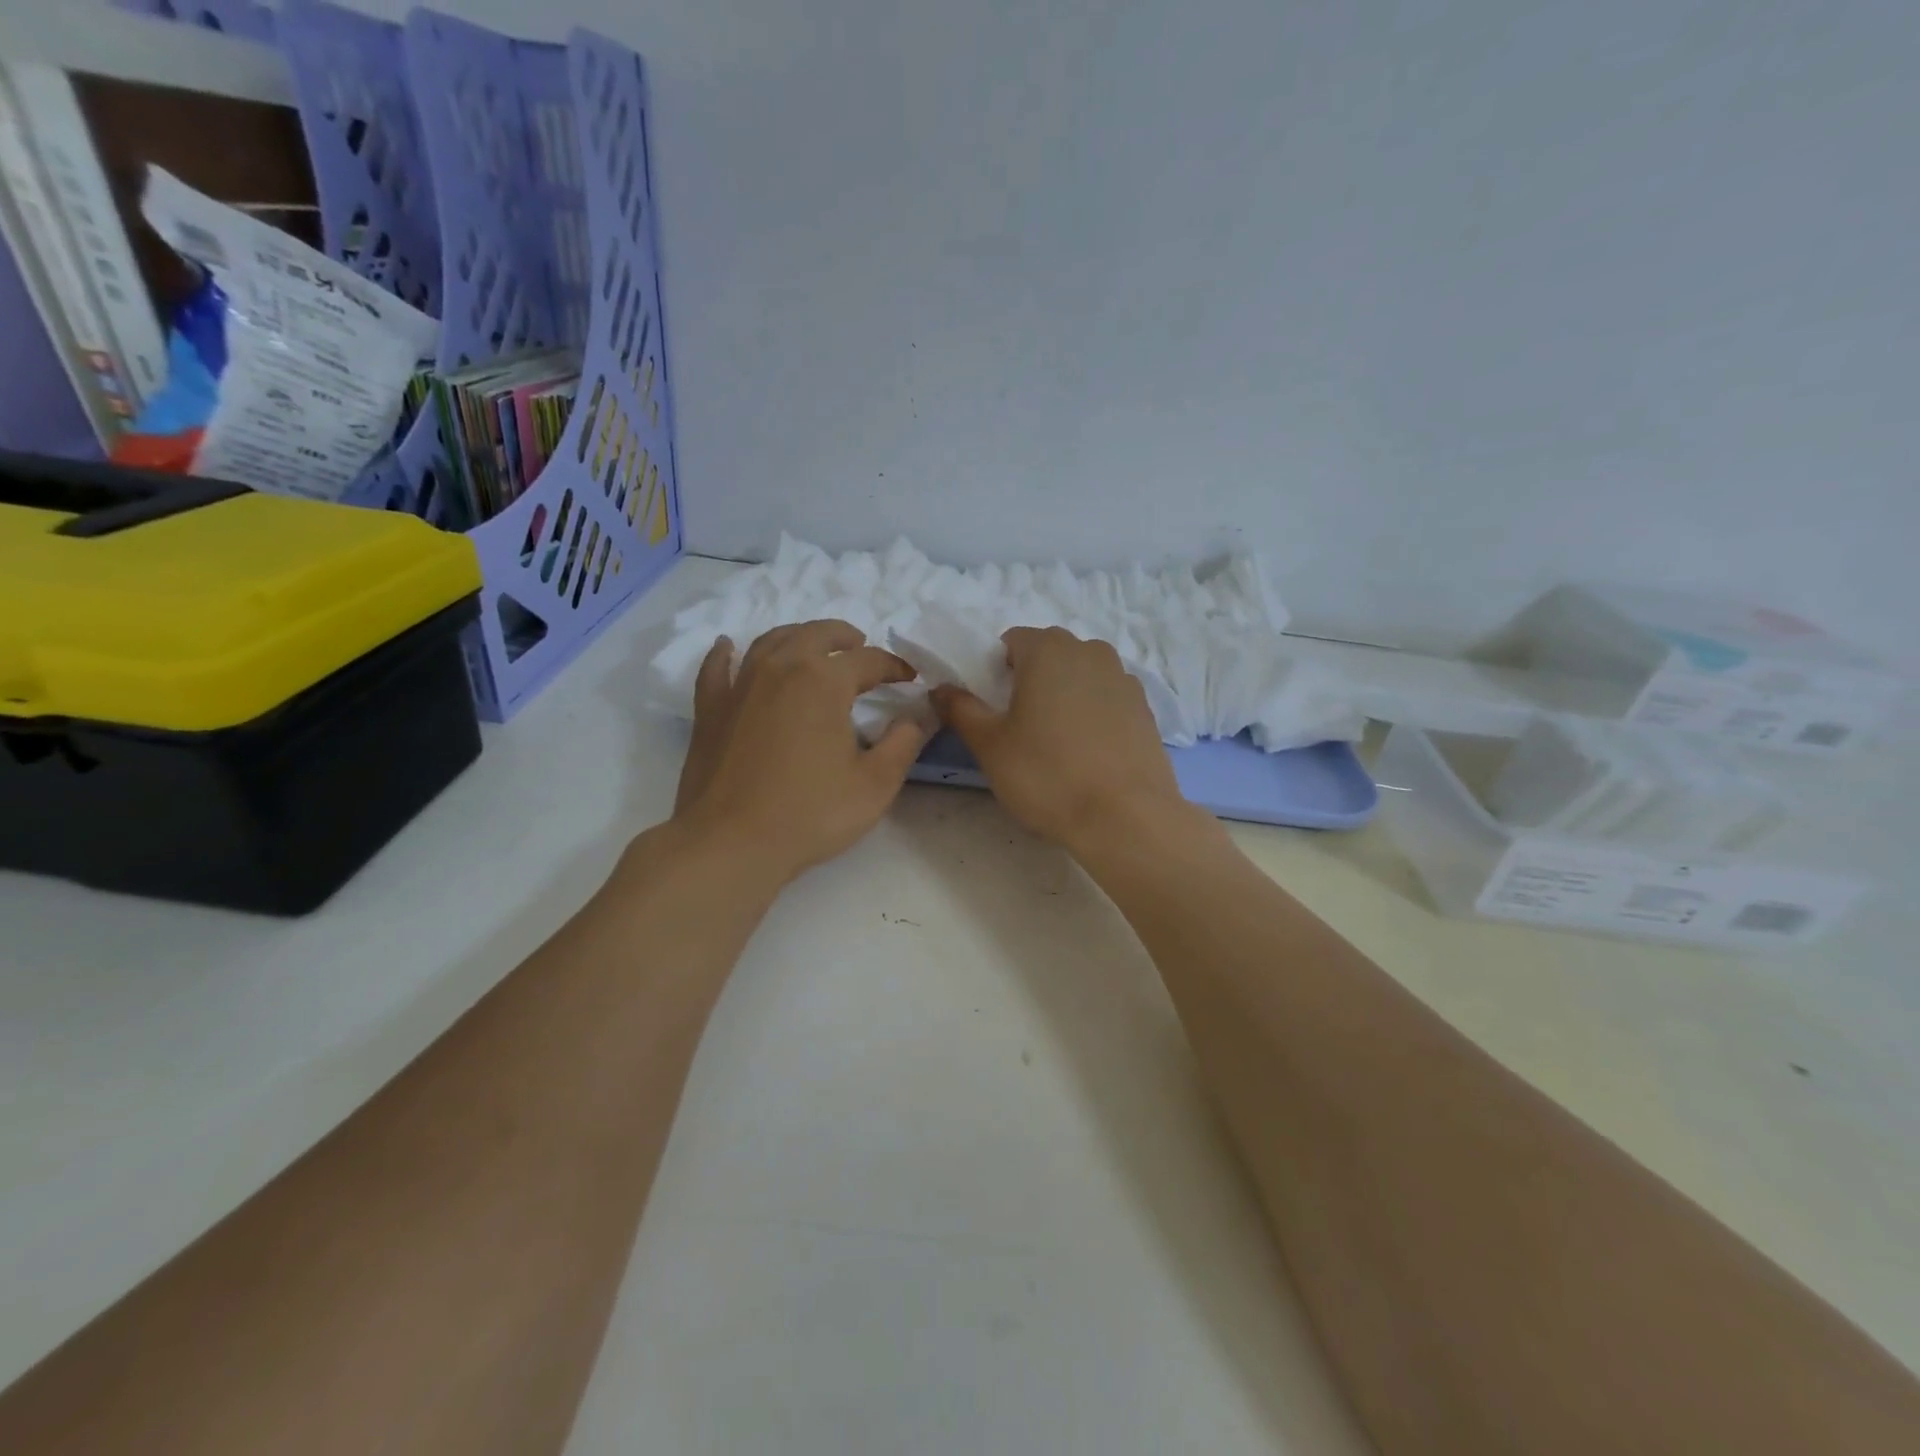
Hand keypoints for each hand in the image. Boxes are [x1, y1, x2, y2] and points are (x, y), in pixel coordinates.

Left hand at [673, 620, 930, 886]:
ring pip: (771, 641)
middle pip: (817, 634)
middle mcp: (780, 668)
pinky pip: (717, 667)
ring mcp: (740, 685)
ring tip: (813, 645)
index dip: (894, 667)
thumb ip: (904, 744)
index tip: (910, 679)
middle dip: (845, 637)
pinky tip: (730, 647)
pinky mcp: (710, 709)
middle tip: (862, 647)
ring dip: (799, 636)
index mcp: (824, 681)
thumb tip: (919, 716)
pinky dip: (727, 653)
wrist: (730, 843)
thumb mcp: (875, 784)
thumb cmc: (810, 814)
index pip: (868, 660)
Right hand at [931, 627, 1192, 851]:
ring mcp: (1124, 678)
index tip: (992, 707)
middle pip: (1048, 654)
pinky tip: (1087, 752)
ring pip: (1080, 676)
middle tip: (1019, 726)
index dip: (995, 670)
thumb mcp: (990, 745)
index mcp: (1048, 649)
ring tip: (1056, 741)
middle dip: (1030, 680)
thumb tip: (941, 689)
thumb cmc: (1047, 774)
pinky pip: (1106, 699)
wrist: (1126, 817)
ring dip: (1063, 695)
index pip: (1011, 641)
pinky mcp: (1145, 708)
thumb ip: (961, 709)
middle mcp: (1090, 651)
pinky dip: (1092, 714)